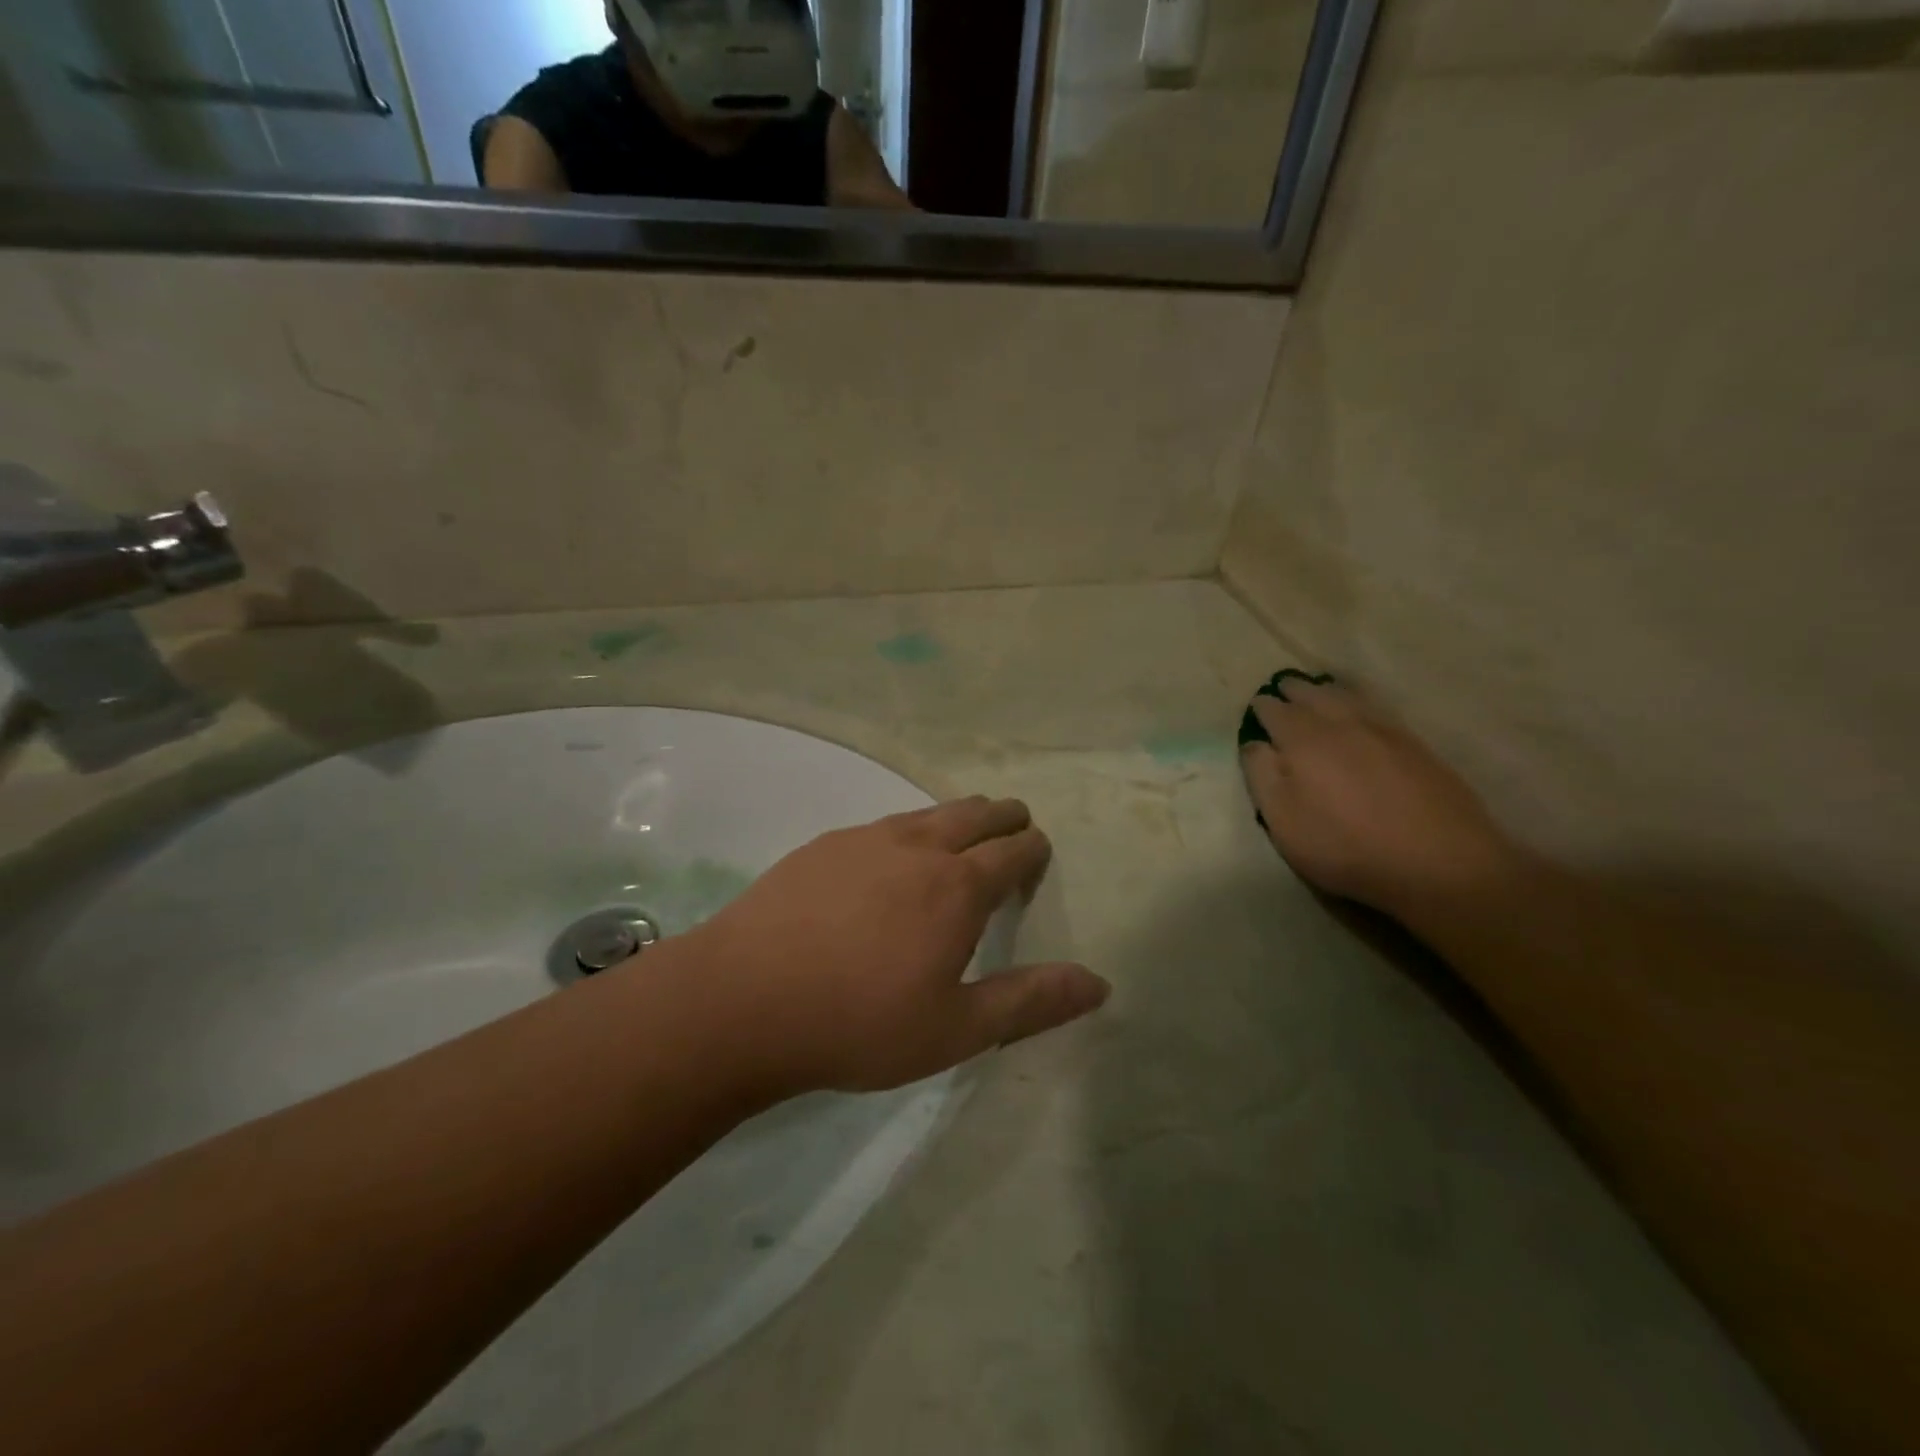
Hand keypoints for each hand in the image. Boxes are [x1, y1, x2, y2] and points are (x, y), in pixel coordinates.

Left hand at [665, 797, 1109, 1099]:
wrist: (742, 1001)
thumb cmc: (859, 1023)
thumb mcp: (956, 1029)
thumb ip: (1030, 1001)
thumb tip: (1098, 983)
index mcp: (958, 886)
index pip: (1014, 851)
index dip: (1033, 849)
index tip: (1038, 854)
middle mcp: (918, 847)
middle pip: (976, 814)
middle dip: (1004, 818)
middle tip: (1014, 827)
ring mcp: (865, 839)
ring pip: (929, 812)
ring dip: (957, 818)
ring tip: (963, 833)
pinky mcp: (823, 845)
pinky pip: (884, 824)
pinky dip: (908, 830)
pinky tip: (890, 857)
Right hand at [1240, 675, 1522, 918]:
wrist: (1440, 862)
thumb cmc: (1346, 846)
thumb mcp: (1284, 821)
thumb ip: (1262, 776)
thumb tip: (1254, 743)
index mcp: (1303, 740)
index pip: (1275, 711)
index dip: (1262, 707)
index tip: (1256, 707)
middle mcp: (1342, 723)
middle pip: (1313, 694)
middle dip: (1294, 690)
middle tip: (1284, 688)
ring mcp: (1384, 730)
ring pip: (1348, 696)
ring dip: (1327, 690)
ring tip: (1319, 690)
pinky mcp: (1416, 744)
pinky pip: (1378, 707)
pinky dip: (1360, 700)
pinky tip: (1361, 709)